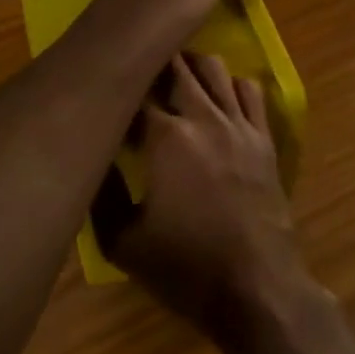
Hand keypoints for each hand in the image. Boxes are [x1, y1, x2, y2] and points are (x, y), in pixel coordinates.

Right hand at [103, 54, 310, 341]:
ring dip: (190, 66)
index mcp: (166, 138)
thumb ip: (100, 194)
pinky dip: (231, 85)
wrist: (258, 288)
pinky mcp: (264, 137)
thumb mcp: (122, 243)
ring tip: (173, 80)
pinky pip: (251, 90)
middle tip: (135, 78)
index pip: (134, 92)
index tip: (105, 103)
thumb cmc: (186, 268)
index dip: (116, 94)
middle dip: (151, 65)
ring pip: (215, 67)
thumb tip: (89, 158)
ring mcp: (239, 123)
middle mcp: (204, 117)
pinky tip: (217, 100)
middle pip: (175, 66)